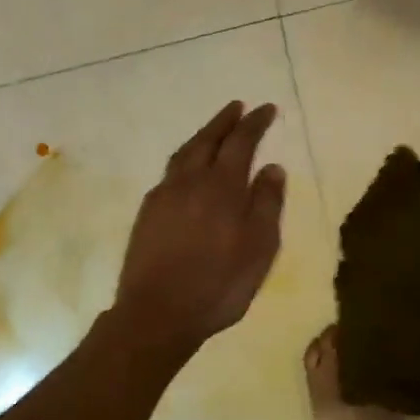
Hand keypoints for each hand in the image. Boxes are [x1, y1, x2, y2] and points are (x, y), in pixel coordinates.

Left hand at [114, 102, 286, 352]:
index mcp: (221, 187)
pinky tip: (188, 169)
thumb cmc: (218, 285)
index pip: (240, 142)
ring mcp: (164, 195)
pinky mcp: (147, 212)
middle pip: (207, 139)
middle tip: (238, 107)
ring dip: (202, 136)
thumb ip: (266, 204)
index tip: (266, 108)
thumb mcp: (259, 249)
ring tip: (214, 130)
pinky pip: (169, 173)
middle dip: (225, 120)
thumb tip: (272, 167)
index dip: (254, 123)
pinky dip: (184, 160)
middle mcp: (189, 181)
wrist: (157, 312)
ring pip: (184, 153)